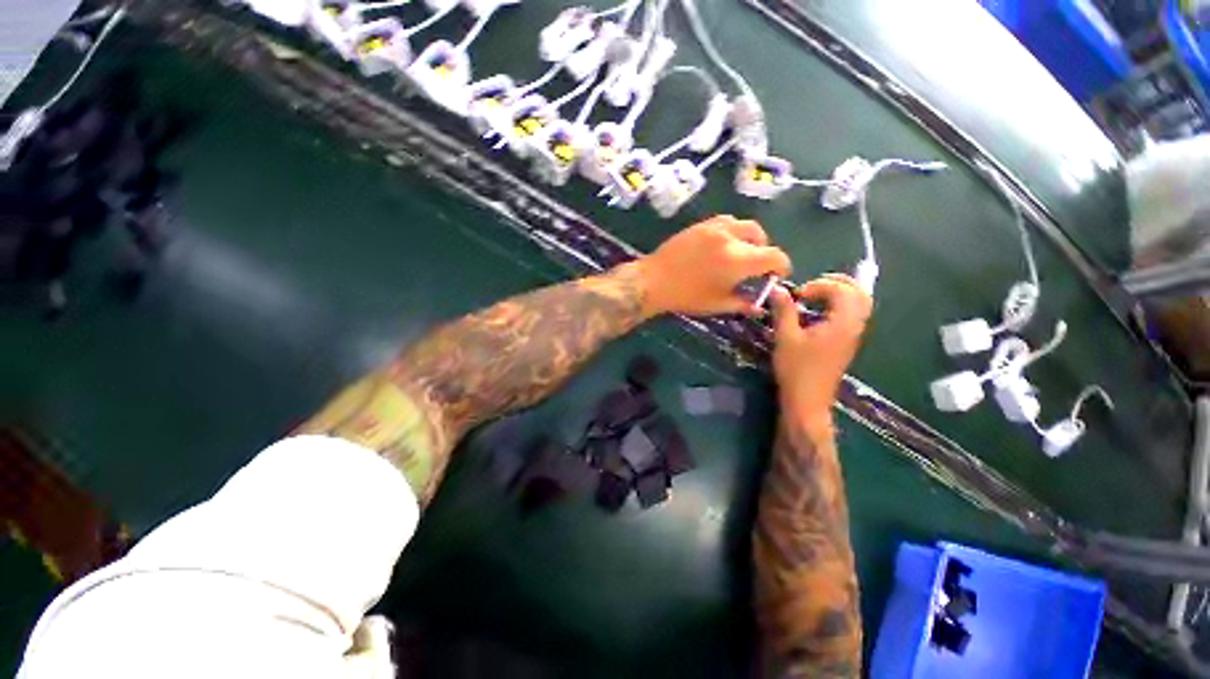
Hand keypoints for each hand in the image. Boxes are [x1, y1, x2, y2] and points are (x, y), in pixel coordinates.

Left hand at [635, 215, 791, 317]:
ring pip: (743, 225)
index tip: (776, 276)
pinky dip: (732, 231)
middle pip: (761, 236)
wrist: (653, 281)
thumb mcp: (718, 304)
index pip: (774, 256)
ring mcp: (714, 227)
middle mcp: (730, 237)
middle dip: (764, 251)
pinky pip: (726, 221)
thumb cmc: (686, 296)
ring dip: (749, 238)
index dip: (781, 267)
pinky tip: (723, 245)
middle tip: (755, 267)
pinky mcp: (700, 225)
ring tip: (740, 254)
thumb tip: (760, 307)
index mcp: (738, 259)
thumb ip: (743, 303)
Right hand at [769, 274, 872, 429]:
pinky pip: (852, 315)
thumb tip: (777, 288)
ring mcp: (854, 336)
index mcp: (843, 323)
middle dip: (836, 282)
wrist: (807, 401)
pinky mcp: (847, 343)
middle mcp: (855, 326)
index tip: (797, 295)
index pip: (842, 290)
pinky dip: (839, 306)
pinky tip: (817, 312)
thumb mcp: (785, 337)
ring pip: (858, 304)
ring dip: (839, 293)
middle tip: (811, 286)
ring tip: (814, 295)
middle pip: (859, 293)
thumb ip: (783, 310)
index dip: (819, 285)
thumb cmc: (796, 369)